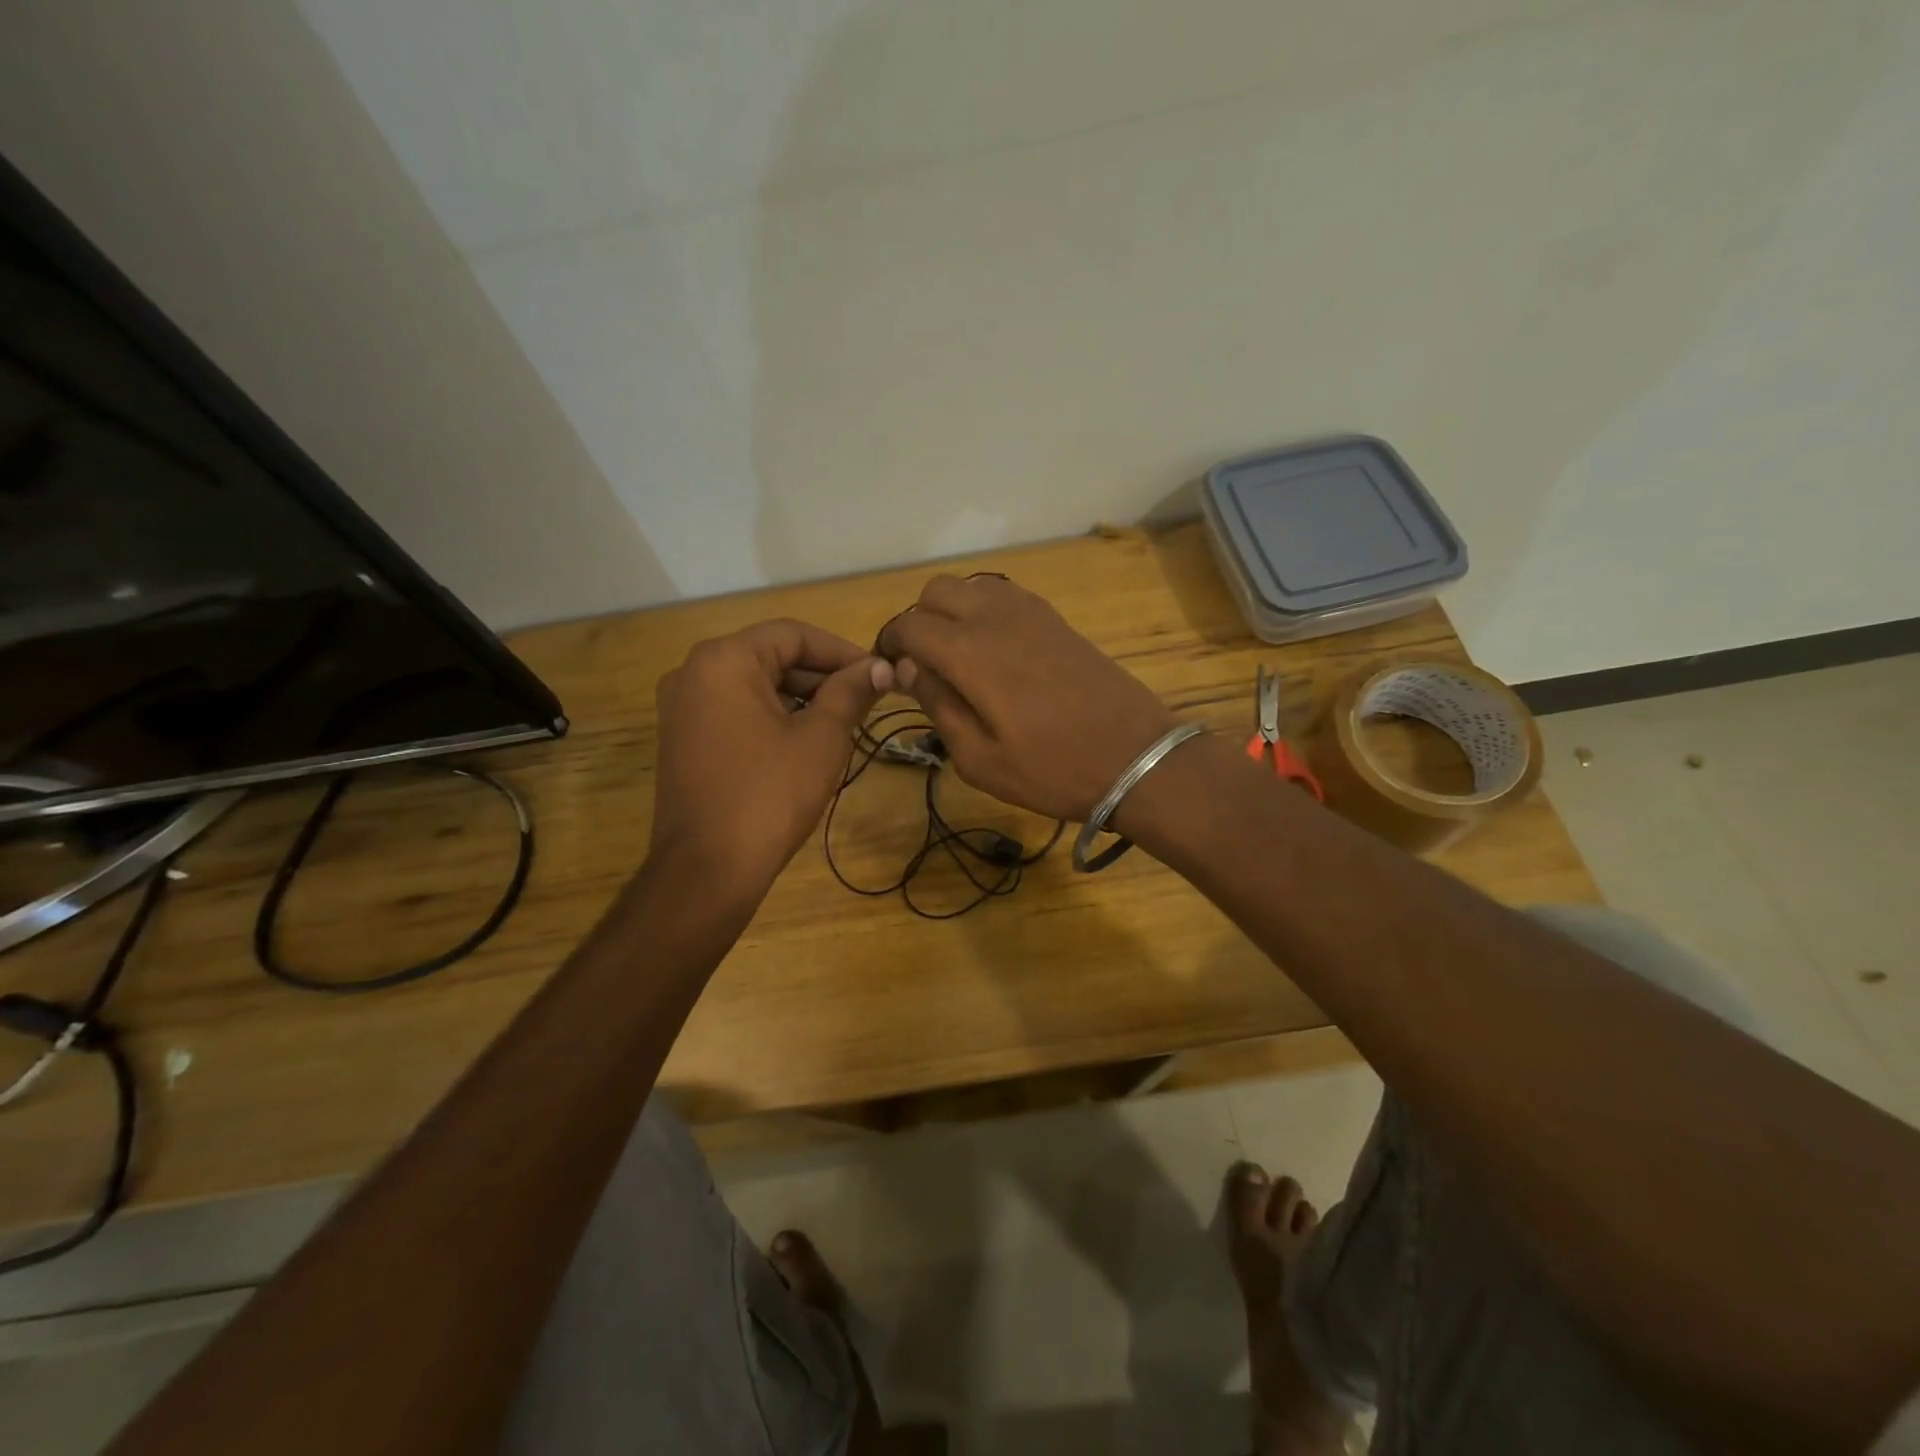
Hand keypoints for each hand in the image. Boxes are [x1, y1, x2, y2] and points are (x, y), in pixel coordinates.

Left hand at [651, 619, 892, 893]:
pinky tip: (806, 742)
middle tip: (867, 701)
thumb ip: (851, 692)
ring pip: (755, 686)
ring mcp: (682, 708)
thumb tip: (880, 667)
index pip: (793, 634)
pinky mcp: (683, 739)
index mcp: (724, 660)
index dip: (842, 651)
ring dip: (801, 698)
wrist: (707, 870)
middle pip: (771, 657)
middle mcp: (693, 672)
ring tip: (845, 723)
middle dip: (822, 677)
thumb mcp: (821, 738)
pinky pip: (736, 711)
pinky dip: (774, 717)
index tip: (879, 674)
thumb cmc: (770, 795)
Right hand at [874, 575, 1177, 821]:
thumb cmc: (1052, 770)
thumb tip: (907, 668)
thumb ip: (937, 705)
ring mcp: (1030, 612)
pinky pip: (1004, 594)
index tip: (889, 672)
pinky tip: (995, 650)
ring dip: (953, 611)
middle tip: (924, 665)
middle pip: (936, 591)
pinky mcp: (1056, 619)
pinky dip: (985, 610)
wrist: (1135, 758)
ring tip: (958, 657)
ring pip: (971, 586)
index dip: (889, 645)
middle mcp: (995, 617)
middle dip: (919, 621)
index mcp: (969, 652)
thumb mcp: (980, 759)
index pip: (908, 625)